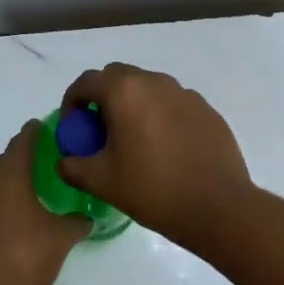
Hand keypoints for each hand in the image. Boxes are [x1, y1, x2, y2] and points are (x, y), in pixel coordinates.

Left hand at [0, 122, 88, 284]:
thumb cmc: (20, 256)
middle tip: (44, 169)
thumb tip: (87, 218)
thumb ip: (75, 224)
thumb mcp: (59, 240)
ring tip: (28, 202)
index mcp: (10, 174)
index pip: (24, 140)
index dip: (37, 132)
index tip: (48, 128)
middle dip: (23, 163)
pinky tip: (5, 231)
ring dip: (7, 191)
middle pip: (5, 163)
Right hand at [56, 63, 254, 247]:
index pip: (86, 82)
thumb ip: (72, 166)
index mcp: (124, 92)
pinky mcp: (207, 110)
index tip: (73, 128)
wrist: (217, 206)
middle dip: (103, 97)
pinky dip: (160, 116)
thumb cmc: (152, 190)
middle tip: (100, 131)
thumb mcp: (101, 182)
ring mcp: (185, 94)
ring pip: (149, 88)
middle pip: (118, 77)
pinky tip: (165, 149)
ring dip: (133, 105)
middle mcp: (155, 82)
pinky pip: (173, 104)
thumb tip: (66, 161)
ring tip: (133, 140)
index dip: (72, 103)